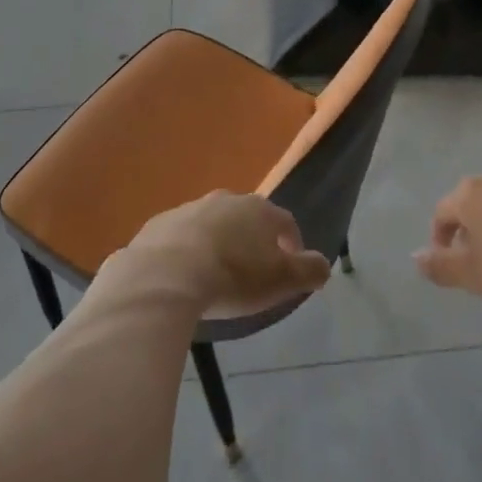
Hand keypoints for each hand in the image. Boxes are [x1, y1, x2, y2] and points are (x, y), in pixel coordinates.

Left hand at [115, 192, 331, 317]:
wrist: (164, 275)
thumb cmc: (232, 276)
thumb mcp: (280, 280)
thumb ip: (308, 271)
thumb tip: (324, 265)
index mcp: (258, 210)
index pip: (284, 221)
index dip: (291, 243)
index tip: (291, 265)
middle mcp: (225, 200)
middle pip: (246, 218)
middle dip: (252, 239)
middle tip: (251, 269)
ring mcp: (188, 209)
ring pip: (211, 224)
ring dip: (217, 242)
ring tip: (215, 273)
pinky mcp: (158, 225)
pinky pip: (179, 237)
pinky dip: (185, 250)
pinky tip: (183, 275)